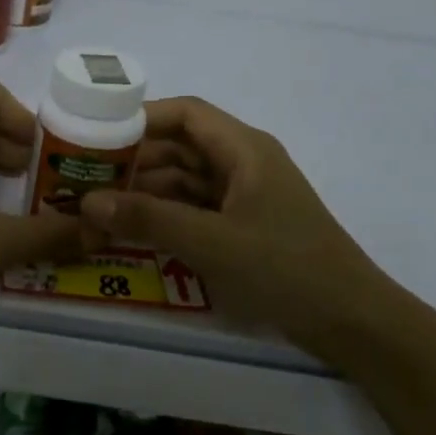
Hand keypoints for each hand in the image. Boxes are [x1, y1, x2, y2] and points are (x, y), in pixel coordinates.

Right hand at [79, 97, 401, 354]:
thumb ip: (148, 219)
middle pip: (180, 147)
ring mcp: (244, 198)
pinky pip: (195, 210)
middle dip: (134, 160)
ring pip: (184, 181)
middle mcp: (243, 164)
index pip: (186, 114)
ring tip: (98, 207)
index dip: (140, 118)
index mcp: (244, 150)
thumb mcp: (211, 242)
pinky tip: (132, 231)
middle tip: (85, 178)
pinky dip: (165, 216)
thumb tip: (87, 203)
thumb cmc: (285, 268)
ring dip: (146, 192)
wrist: (351, 321)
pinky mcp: (243, 227)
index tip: (96, 134)